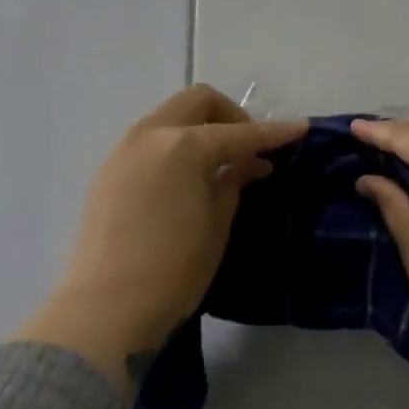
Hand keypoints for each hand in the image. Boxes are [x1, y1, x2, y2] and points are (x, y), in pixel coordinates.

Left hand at [14, 86, 305, 388]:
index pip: (239, 133)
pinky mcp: (108, 171)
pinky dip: (175, 146)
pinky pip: (150, 141)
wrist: (107, 305)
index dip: (273, 132)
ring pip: (169, 118)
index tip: (300, 129)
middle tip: (250, 148)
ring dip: (200, 128)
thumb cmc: (174, 270)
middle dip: (231, 115)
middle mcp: (150, 135)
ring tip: (221, 165)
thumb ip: (234, 183)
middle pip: (197, 102)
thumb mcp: (217, 226)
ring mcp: (123, 150)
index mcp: (184, 147)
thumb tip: (253, 163)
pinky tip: (187, 179)